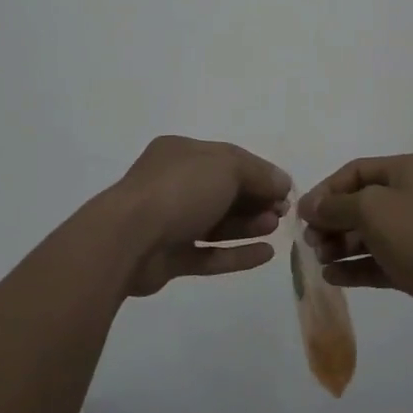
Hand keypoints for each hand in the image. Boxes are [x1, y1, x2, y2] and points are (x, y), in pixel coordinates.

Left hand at [105, 136, 292, 297]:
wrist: (127, 240)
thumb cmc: (179, 190)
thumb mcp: (227, 167)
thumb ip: (258, 174)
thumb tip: (282, 182)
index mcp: (180, 153)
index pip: (227, 158)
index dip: (259, 173)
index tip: (285, 190)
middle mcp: (172, 183)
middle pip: (223, 191)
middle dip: (255, 200)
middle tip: (282, 212)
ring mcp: (168, 222)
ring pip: (215, 223)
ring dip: (248, 225)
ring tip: (275, 229)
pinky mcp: (167, 259)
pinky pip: (207, 254)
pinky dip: (235, 254)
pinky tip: (265, 255)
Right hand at [297, 154, 412, 337]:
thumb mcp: (372, 209)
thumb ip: (336, 206)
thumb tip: (309, 206)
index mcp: (407, 170)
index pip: (356, 171)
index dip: (326, 190)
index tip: (302, 214)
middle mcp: (412, 196)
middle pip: (361, 203)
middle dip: (332, 220)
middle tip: (310, 240)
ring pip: (369, 234)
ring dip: (341, 244)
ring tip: (318, 258)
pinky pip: (378, 261)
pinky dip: (355, 266)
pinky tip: (332, 276)